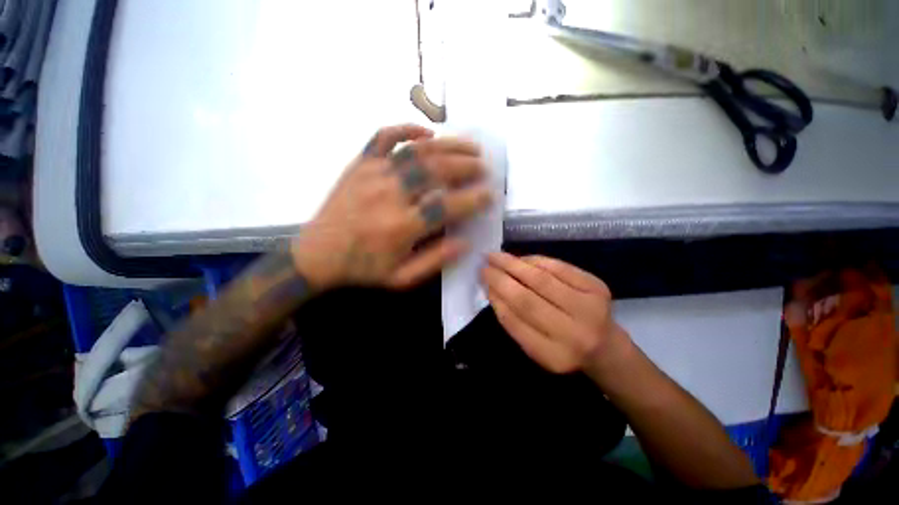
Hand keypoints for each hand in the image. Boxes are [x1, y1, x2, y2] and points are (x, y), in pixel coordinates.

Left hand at [293, 124, 491, 289]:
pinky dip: (407, 129)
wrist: (317, 255)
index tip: (489, 195)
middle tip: (484, 167)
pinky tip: (427, 133)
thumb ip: (435, 260)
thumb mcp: (402, 278)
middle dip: (466, 167)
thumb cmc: (363, 268)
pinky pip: (383, 137)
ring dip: (449, 146)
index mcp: (401, 227)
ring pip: (417, 151)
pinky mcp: (360, 164)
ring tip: (470, 146)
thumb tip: (466, 242)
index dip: (473, 199)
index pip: (447, 206)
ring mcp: (373, 174)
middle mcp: (390, 195)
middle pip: (436, 172)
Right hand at [481, 253, 627, 373]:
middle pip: (528, 300)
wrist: (605, 346)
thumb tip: (492, 288)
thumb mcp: (534, 346)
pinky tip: (521, 258)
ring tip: (496, 256)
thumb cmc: (562, 347)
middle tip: (484, 265)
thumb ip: (512, 321)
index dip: (497, 298)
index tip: (483, 282)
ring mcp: (589, 307)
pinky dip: (536, 260)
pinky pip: (559, 267)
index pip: (516, 322)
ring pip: (543, 279)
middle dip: (501, 278)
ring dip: (515, 264)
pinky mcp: (597, 287)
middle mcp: (575, 334)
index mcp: (554, 355)